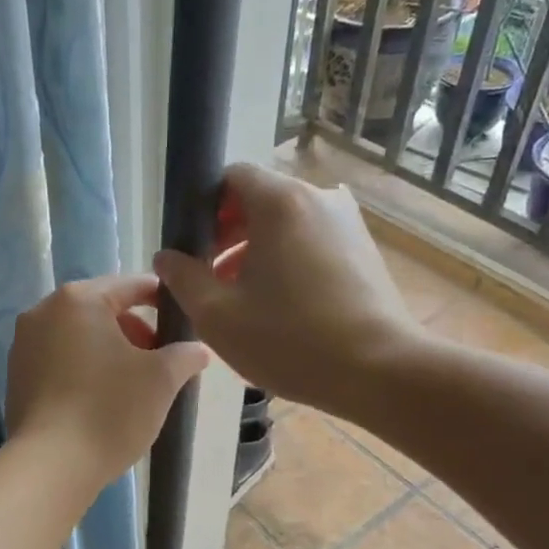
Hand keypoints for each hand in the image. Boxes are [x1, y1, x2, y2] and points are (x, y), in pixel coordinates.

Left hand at [6, 275, 209, 492]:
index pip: (131, 285)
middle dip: (135, 331)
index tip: (183, 322)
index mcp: (78, 300)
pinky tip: (102, 399)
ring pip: (79, 336)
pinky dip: (84, 369)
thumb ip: (184, 355)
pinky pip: (59, 360)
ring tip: (134, 384)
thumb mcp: (161, 379)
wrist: (51, 464)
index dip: (162, 300)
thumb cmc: (110, 409)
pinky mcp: (16, 376)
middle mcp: (43, 312)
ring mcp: (24, 344)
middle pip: (101, 310)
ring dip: (110, 351)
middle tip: (161, 363)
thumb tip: (196, 350)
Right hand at [153, 164, 423, 413]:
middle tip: (210, 279)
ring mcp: (348, 223)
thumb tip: (167, 257)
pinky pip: (312, 241)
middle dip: (227, 234)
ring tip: (242, 299)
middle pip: (259, 199)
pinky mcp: (364, 250)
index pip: (231, 177)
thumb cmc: (290, 339)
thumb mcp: (216, 315)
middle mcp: (319, 198)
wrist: (380, 371)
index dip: (204, 208)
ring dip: (256, 251)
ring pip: (286, 223)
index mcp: (280, 202)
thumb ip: (183, 278)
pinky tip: (281, 306)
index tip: (193, 249)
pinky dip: (288, 261)